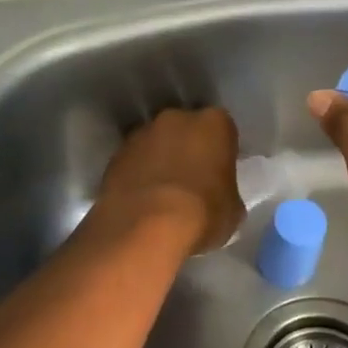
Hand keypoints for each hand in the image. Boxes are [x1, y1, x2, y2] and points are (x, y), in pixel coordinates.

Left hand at [91, 106, 243, 254]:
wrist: (145, 228)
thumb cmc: (202, 214)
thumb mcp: (233, 210)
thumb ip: (227, 192)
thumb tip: (220, 197)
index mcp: (214, 123)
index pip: (223, 129)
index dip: (221, 151)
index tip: (220, 172)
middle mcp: (176, 118)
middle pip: (186, 129)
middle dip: (188, 149)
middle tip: (192, 180)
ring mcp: (141, 134)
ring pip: (156, 143)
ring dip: (160, 160)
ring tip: (163, 193)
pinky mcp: (115, 155)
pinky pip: (134, 162)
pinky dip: (138, 175)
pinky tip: (142, 201)